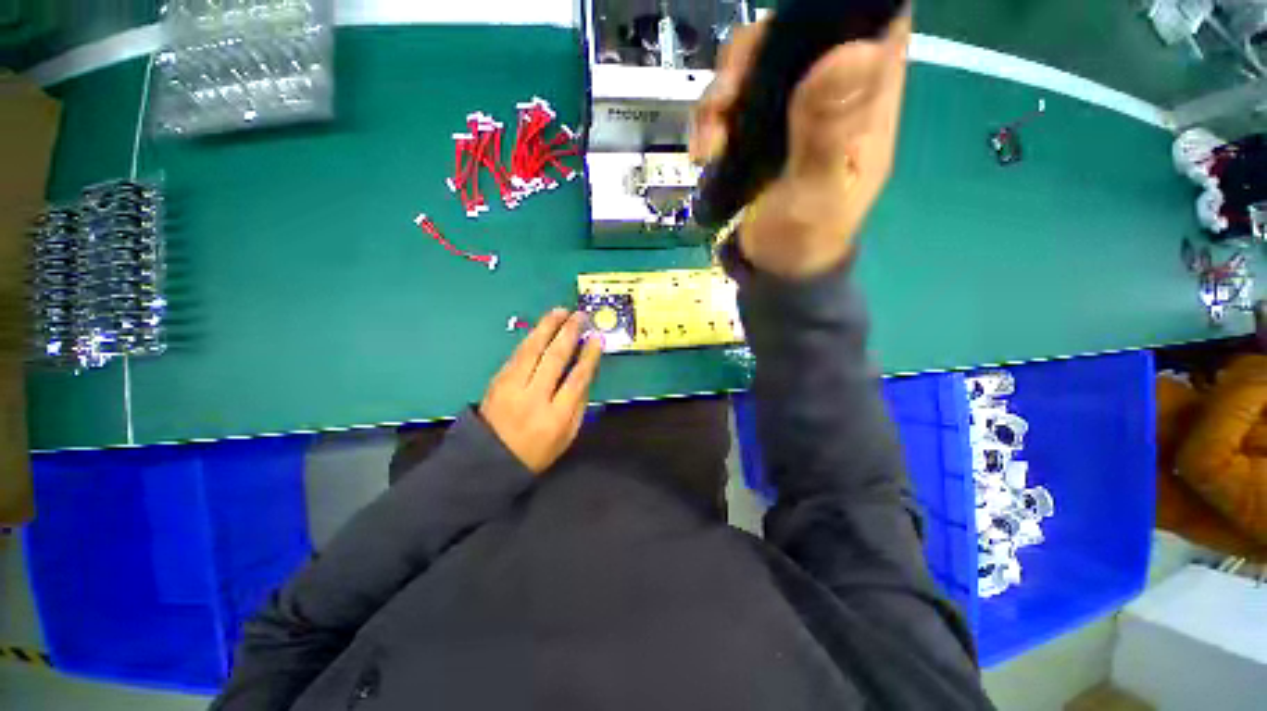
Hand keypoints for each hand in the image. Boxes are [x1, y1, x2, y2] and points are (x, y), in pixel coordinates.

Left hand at [480, 309, 602, 473]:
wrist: (489, 458)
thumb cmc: (537, 450)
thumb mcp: (567, 435)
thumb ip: (578, 404)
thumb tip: (586, 372)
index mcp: (555, 416)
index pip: (577, 379)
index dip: (589, 356)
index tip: (597, 338)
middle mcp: (533, 397)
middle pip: (554, 358)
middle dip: (569, 333)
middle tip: (580, 316)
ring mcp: (512, 387)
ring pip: (532, 350)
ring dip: (547, 327)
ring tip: (560, 311)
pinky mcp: (498, 380)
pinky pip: (517, 354)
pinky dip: (531, 338)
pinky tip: (540, 328)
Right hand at [690, 13, 911, 278]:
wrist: (773, 269)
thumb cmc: (803, 240)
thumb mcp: (816, 195)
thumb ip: (828, 134)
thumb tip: (851, 50)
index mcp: (865, 101)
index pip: (870, 20)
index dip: (833, 11)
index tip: (790, 27)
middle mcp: (831, 93)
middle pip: (795, 34)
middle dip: (752, 56)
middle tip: (725, 99)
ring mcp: (790, 111)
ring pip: (755, 66)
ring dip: (720, 96)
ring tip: (707, 145)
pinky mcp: (758, 131)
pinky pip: (731, 102)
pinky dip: (710, 120)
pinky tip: (702, 153)